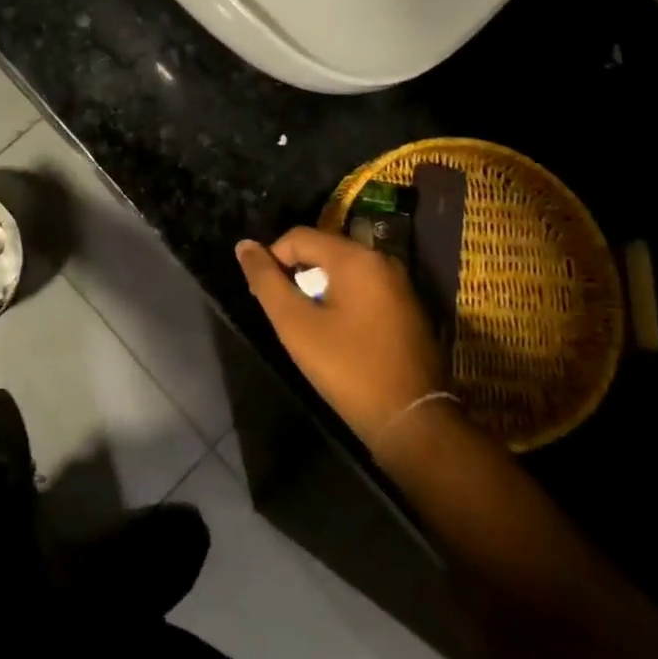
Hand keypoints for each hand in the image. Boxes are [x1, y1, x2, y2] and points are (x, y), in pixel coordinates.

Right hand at [235, 227, 445, 452]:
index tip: (262, 294)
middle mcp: (381, 261)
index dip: (272, 258)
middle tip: (281, 309)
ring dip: (317, 287)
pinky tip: (335, 331)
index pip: (298, 237)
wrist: (413, 421)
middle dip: (296, 272)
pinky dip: (341, 299)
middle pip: (322, 250)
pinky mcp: (407, 308)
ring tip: (304, 321)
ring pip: (343, 270)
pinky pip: (363, 288)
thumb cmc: (348, 368)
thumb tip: (244, 246)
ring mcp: (399, 284)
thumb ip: (266, 281)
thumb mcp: (296, 324)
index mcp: (356, 258)